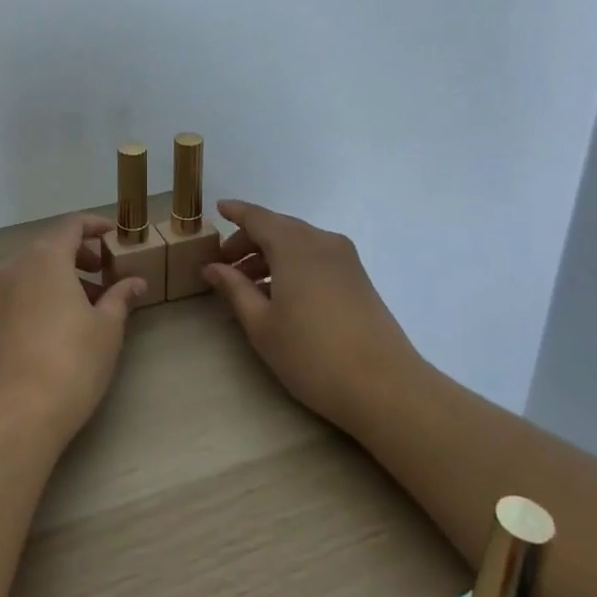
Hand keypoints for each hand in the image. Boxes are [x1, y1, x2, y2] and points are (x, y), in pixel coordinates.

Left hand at [0, 213, 147, 446]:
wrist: (15, 415)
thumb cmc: (71, 363)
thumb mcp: (107, 328)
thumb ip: (120, 297)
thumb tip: (135, 282)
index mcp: (44, 258)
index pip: (71, 225)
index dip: (95, 226)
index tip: (114, 236)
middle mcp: (15, 267)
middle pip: (49, 246)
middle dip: (80, 254)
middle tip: (106, 273)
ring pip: (32, 271)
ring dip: (61, 276)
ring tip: (90, 304)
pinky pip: (19, 292)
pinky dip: (41, 294)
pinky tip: (60, 324)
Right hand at [203, 199, 421, 436]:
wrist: (385, 387)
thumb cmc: (312, 354)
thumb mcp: (262, 324)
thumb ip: (234, 288)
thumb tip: (212, 267)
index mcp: (295, 246)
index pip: (258, 217)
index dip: (236, 212)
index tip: (218, 208)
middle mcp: (322, 242)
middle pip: (279, 228)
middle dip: (249, 241)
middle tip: (224, 265)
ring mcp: (345, 259)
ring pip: (298, 243)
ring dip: (270, 255)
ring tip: (247, 286)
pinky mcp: (358, 278)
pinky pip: (316, 257)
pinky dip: (292, 265)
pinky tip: (279, 295)